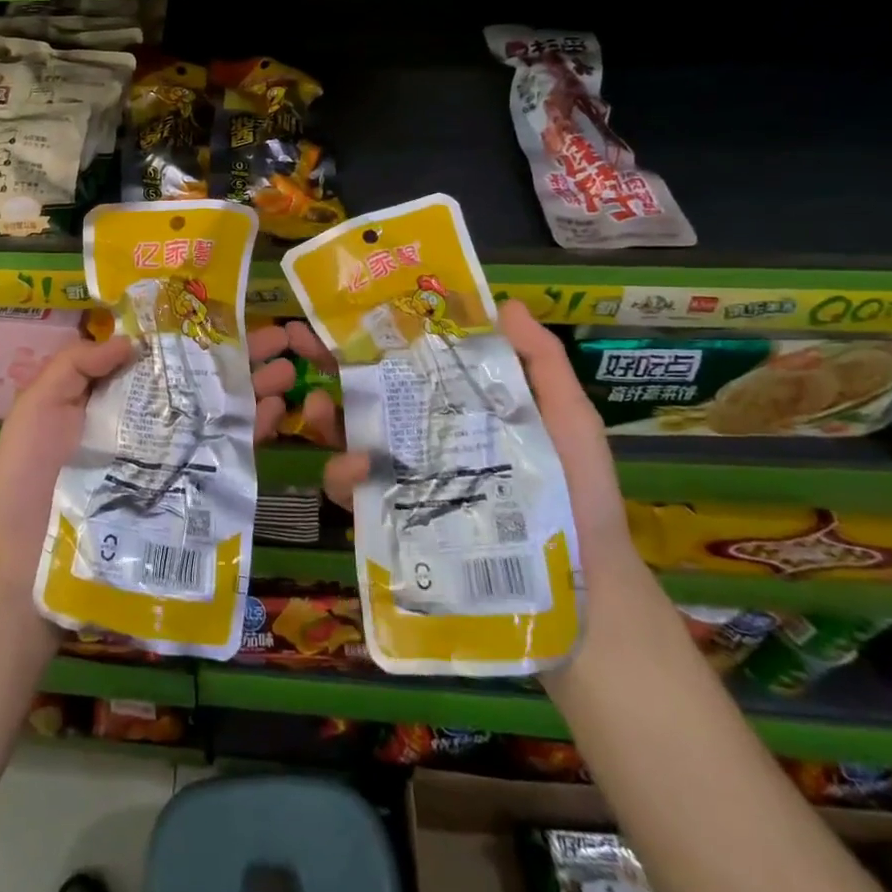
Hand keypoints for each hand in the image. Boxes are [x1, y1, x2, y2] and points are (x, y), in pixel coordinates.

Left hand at [0, 326, 304, 581]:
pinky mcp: (185, 491)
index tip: (227, 312)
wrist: (28, 558)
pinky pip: (224, 457)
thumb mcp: (40, 404)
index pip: (163, 354)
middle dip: (240, 356)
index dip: (194, 333)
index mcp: (115, 394)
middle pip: (200, 379)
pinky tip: (277, 411)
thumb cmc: (29, 473)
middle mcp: (149, 419)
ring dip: (257, 387)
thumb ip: (78, 364)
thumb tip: (132, 339)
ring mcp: (170, 455)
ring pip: (220, 413)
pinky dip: (253, 433)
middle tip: (280, 336)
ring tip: (290, 367)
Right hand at [317, 301, 640, 585]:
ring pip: (351, 440)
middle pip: (369, 397)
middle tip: (305, 348)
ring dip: (327, 419)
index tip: (349, 313)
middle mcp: (425, 439)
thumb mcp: (567, 419)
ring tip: (320, 408)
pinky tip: (354, 468)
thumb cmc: (578, 493)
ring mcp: (407, 481)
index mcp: (458, 409)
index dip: (378, 338)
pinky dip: (344, 477)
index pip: (411, 364)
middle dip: (331, 369)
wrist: (585, 588)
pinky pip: (356, 495)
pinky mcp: (395, 523)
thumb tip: (503, 303)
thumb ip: (541, 363)